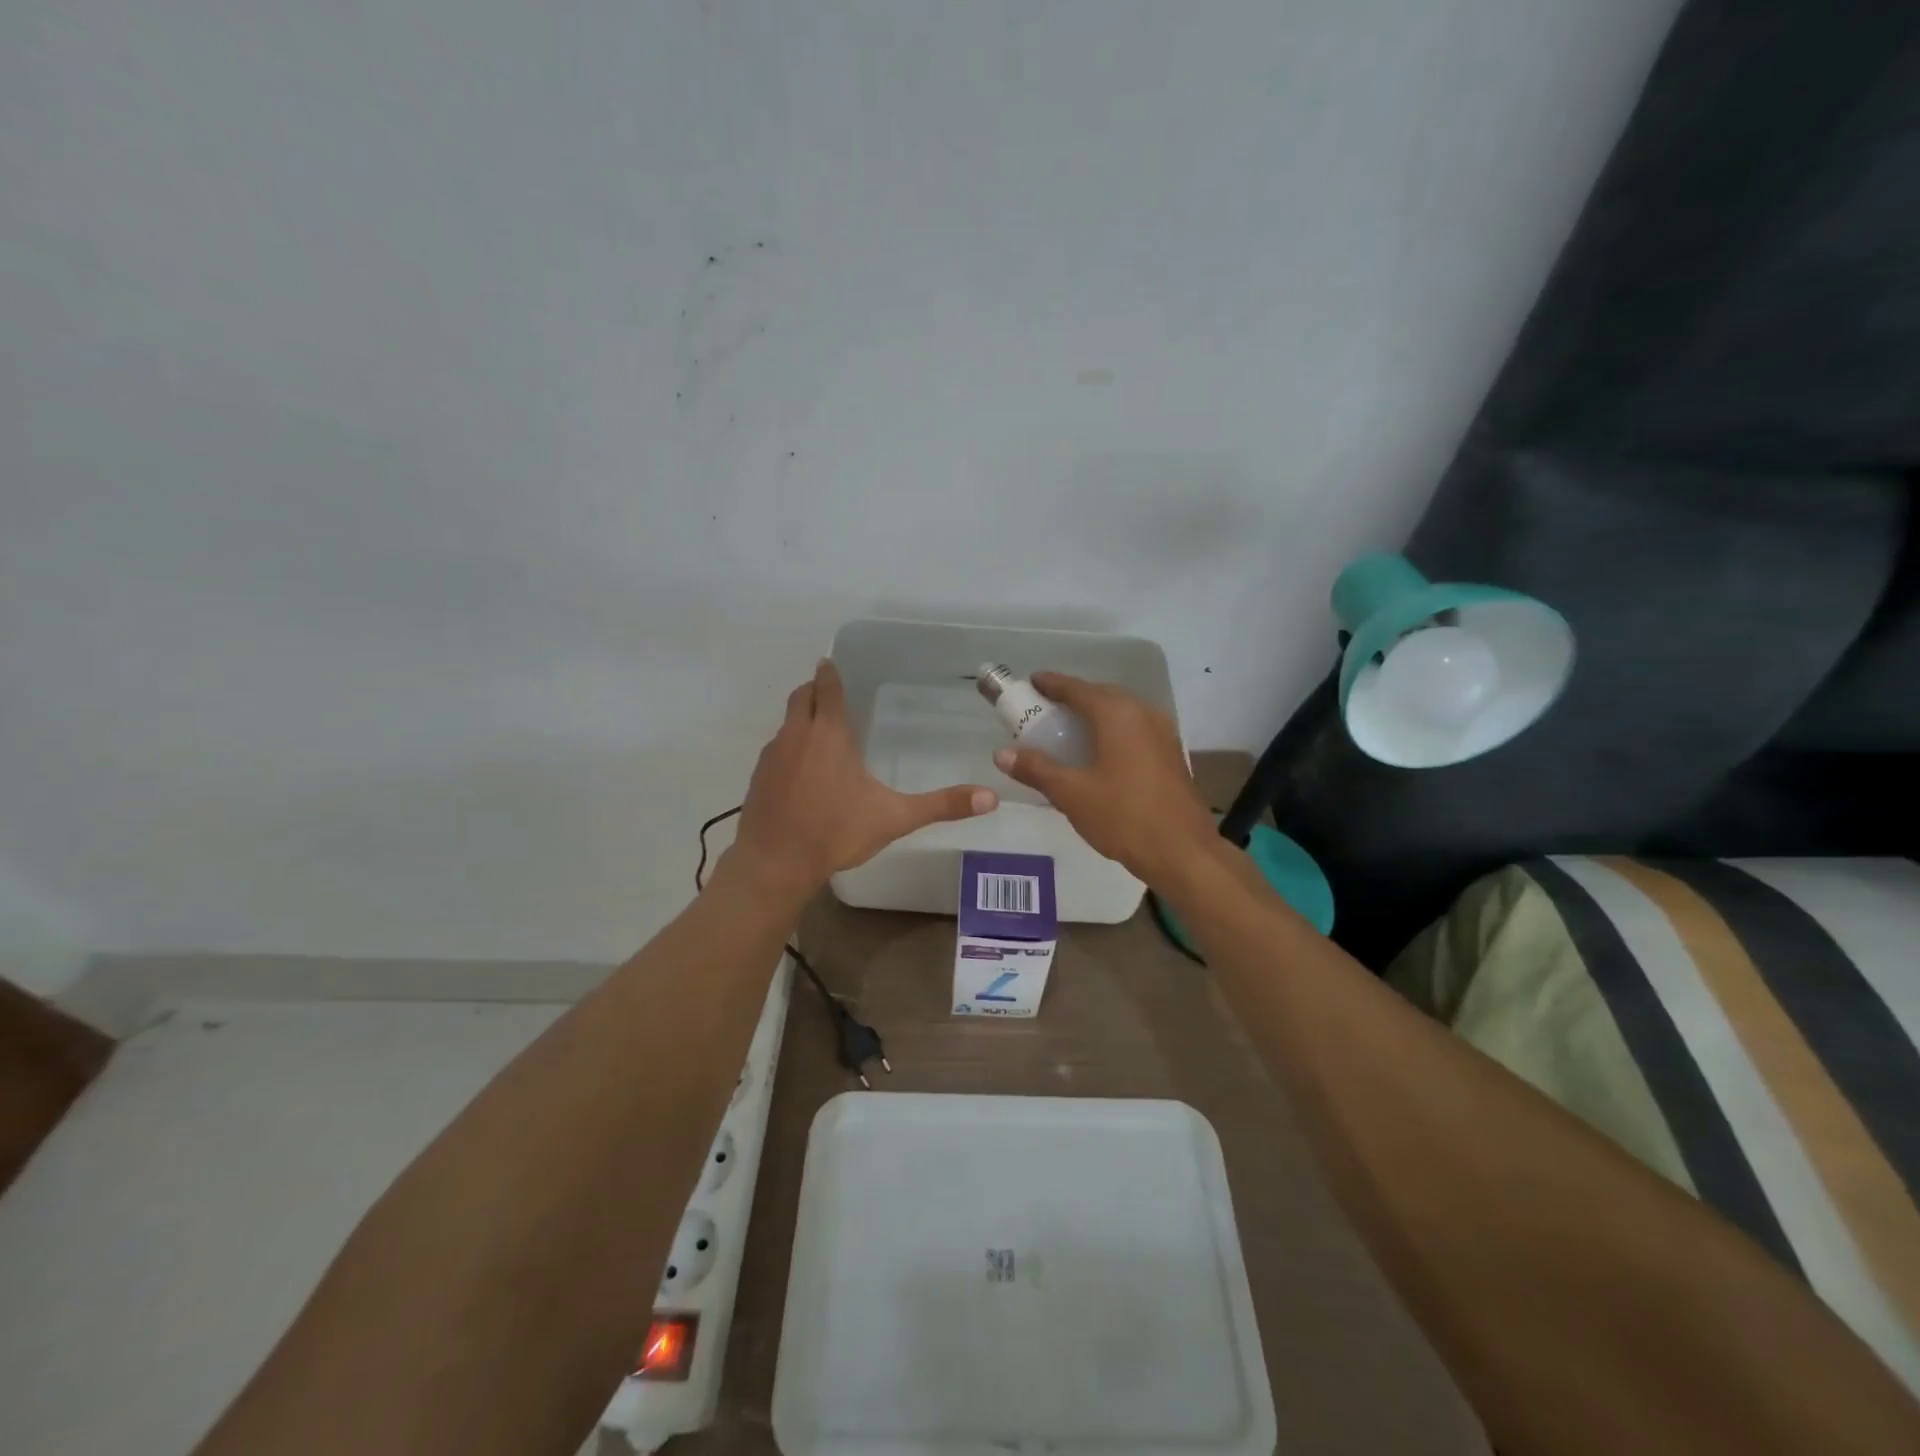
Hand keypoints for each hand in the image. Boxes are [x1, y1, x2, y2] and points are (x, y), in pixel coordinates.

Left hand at [724, 659, 997, 898]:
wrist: (775, 863)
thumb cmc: (836, 832)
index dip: (830, 674)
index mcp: (828, 735)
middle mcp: (796, 735)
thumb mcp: (895, 818)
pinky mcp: (757, 778)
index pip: (827, 689)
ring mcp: (771, 756)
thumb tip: (991, 797)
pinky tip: (799, 772)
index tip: (830, 663)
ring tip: (819, 732)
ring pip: (785, 724)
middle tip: (830, 693)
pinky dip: (787, 749)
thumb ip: (942, 805)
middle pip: (800, 698)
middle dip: (813, 690)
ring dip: (800, 720)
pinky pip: (774, 750)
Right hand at [992, 672, 1219, 886]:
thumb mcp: (1071, 794)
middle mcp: (1143, 713)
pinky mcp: (1171, 753)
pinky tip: (1100, 751)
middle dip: (1074, 697)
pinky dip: (1112, 729)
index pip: (1078, 689)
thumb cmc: (1122, 817)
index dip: (1052, 684)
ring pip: (1122, 711)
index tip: (1032, 681)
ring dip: (1095, 713)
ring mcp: (1162, 733)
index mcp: (1117, 715)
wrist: (1182, 852)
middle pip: (1102, 694)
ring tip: (1070, 728)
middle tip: (1046, 707)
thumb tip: (1002, 753)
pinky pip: (1135, 728)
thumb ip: (1036, 769)